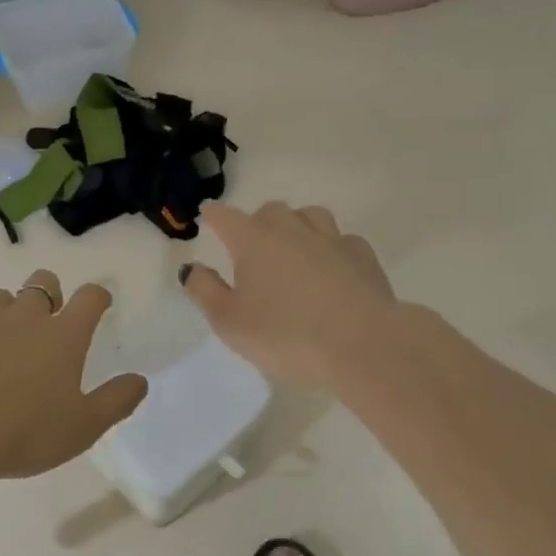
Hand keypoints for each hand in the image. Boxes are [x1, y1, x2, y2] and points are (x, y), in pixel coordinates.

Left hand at [0, 270, 147, 480]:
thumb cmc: (23, 433)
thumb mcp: (83, 428)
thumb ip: (116, 401)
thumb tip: (140, 380)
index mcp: (63, 336)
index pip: (90, 297)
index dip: (98, 296)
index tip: (99, 304)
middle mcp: (25, 317)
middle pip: (42, 282)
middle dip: (49, 293)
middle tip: (47, 323)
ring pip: (0, 298)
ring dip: (6, 314)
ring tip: (0, 346)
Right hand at [182, 202, 398, 389]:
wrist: (363, 345)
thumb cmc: (285, 335)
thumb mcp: (229, 322)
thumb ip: (205, 291)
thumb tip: (192, 268)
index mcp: (253, 240)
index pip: (225, 217)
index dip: (214, 216)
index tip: (208, 217)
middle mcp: (292, 229)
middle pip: (269, 211)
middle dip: (256, 223)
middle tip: (251, 249)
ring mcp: (332, 239)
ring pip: (310, 216)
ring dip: (297, 226)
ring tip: (293, 250)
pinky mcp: (364, 257)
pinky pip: (342, 240)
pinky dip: (331, 249)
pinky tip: (332, 269)